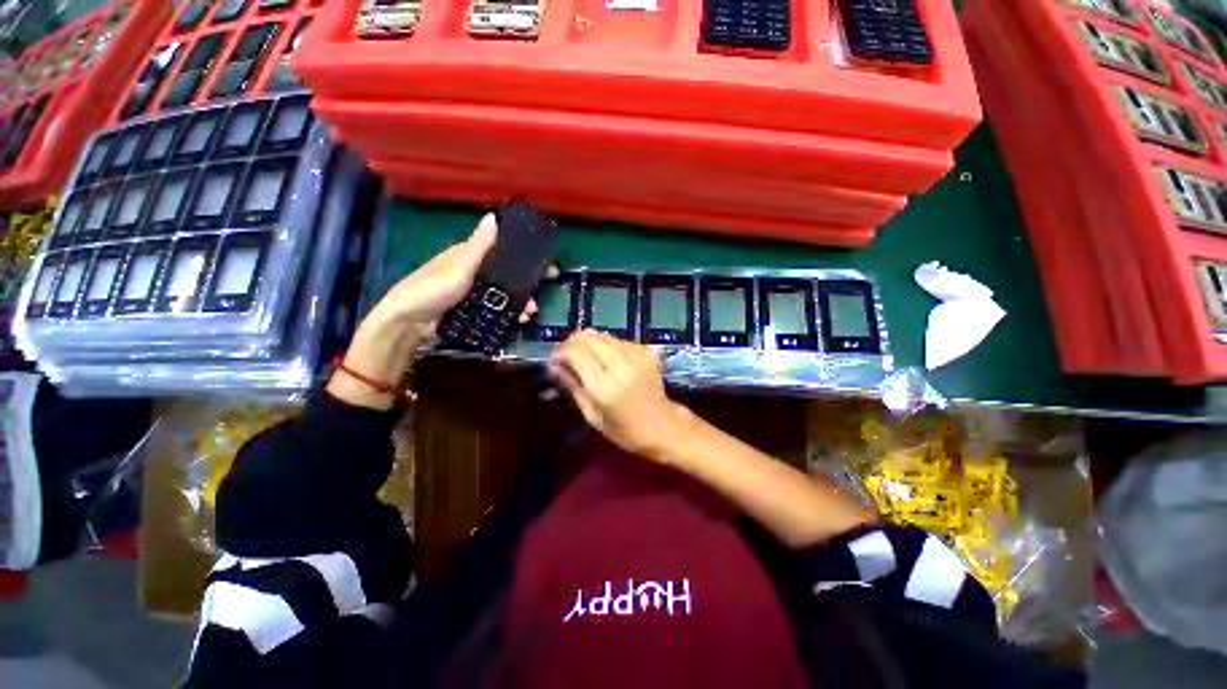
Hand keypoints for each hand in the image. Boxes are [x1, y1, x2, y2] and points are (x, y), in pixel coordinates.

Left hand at [329, 213, 544, 409]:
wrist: (409, 322)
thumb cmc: (433, 288)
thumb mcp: (459, 266)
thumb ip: (479, 246)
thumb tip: (493, 217)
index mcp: (470, 255)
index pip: (504, 251)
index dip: (526, 257)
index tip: (548, 266)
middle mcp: (473, 271)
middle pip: (507, 275)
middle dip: (526, 286)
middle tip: (541, 297)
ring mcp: (472, 291)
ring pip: (503, 294)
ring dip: (519, 302)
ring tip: (529, 314)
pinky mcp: (470, 308)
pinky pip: (496, 308)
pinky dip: (508, 313)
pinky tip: (517, 320)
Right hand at [547, 330, 689, 457]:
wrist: (664, 426)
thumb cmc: (625, 430)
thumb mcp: (592, 415)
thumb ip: (573, 386)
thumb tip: (553, 366)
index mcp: (605, 387)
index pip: (575, 351)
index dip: (560, 352)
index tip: (554, 362)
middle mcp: (620, 365)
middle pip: (587, 336)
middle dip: (572, 343)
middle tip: (567, 358)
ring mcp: (636, 355)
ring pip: (602, 335)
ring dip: (589, 345)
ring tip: (587, 362)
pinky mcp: (646, 351)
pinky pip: (617, 340)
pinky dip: (607, 348)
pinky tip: (608, 363)